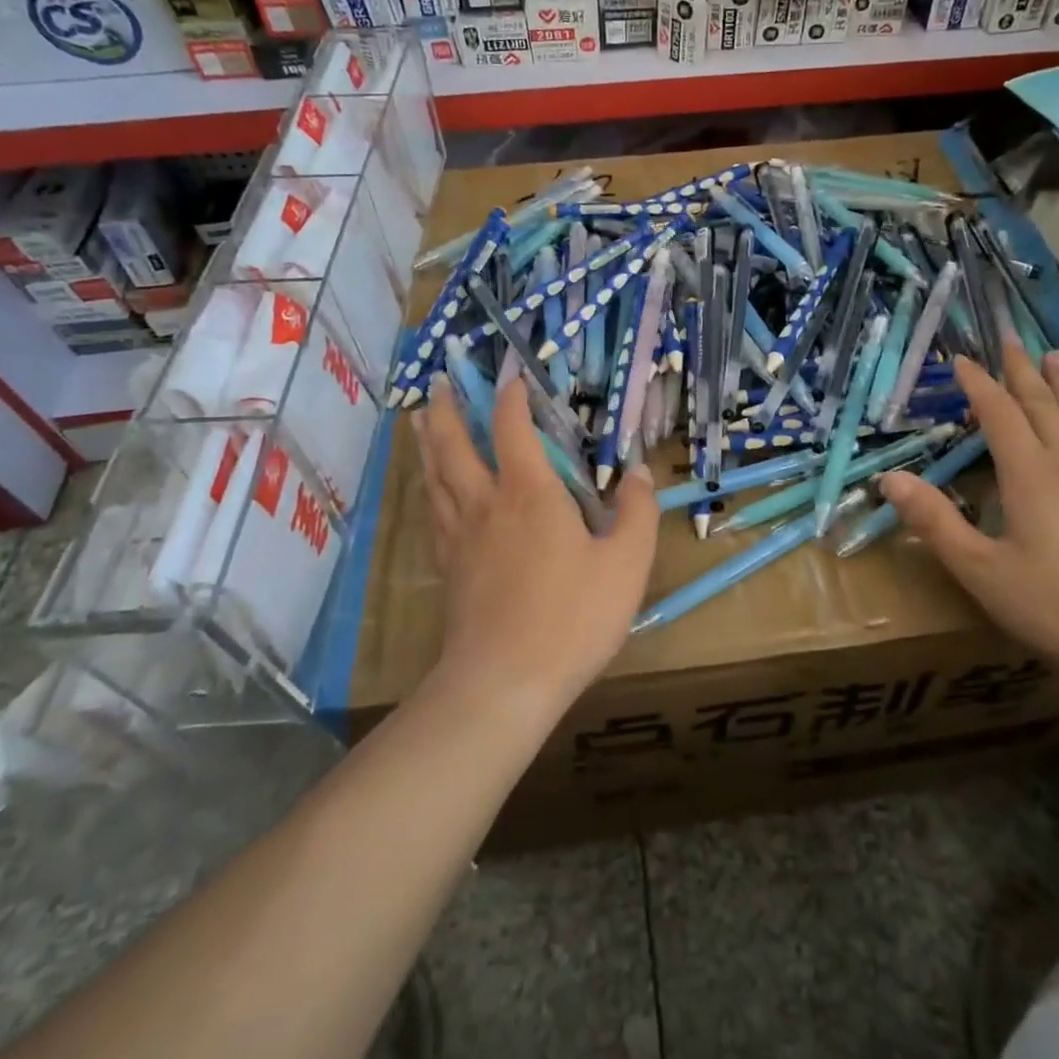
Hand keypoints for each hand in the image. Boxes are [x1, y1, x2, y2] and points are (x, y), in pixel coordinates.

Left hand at [414, 375, 657, 711]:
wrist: (505, 682)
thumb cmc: (573, 617)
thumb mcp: (626, 563)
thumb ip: (636, 511)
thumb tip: (639, 471)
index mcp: (529, 493)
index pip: (514, 428)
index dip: (511, 397)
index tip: (512, 376)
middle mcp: (486, 503)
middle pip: (455, 444)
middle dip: (448, 408)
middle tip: (438, 381)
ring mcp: (459, 536)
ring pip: (434, 474)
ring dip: (428, 440)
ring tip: (420, 419)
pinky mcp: (447, 566)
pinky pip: (432, 510)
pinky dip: (428, 485)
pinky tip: (431, 488)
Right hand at [880, 338, 1058, 690]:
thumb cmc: (1057, 606)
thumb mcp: (982, 570)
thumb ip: (936, 523)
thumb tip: (890, 479)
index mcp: (1031, 477)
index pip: (1000, 416)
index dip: (979, 385)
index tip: (960, 359)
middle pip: (1043, 407)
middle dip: (1023, 372)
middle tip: (1012, 338)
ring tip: (1056, 358)